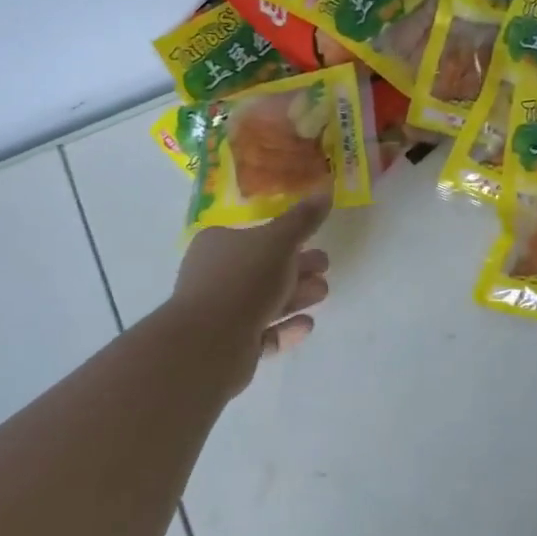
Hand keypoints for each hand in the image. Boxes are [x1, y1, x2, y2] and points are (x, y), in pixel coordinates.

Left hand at [172, 196, 331, 362]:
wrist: (210, 342)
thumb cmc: (243, 279)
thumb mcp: (279, 240)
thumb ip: (303, 219)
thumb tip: (326, 189)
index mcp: (217, 245)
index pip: (254, 236)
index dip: (285, 238)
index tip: (314, 241)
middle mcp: (214, 277)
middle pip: (263, 269)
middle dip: (298, 268)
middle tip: (325, 268)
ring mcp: (220, 314)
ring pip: (265, 301)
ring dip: (296, 296)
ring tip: (322, 294)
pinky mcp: (229, 346)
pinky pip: (262, 334)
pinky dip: (285, 328)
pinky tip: (307, 324)